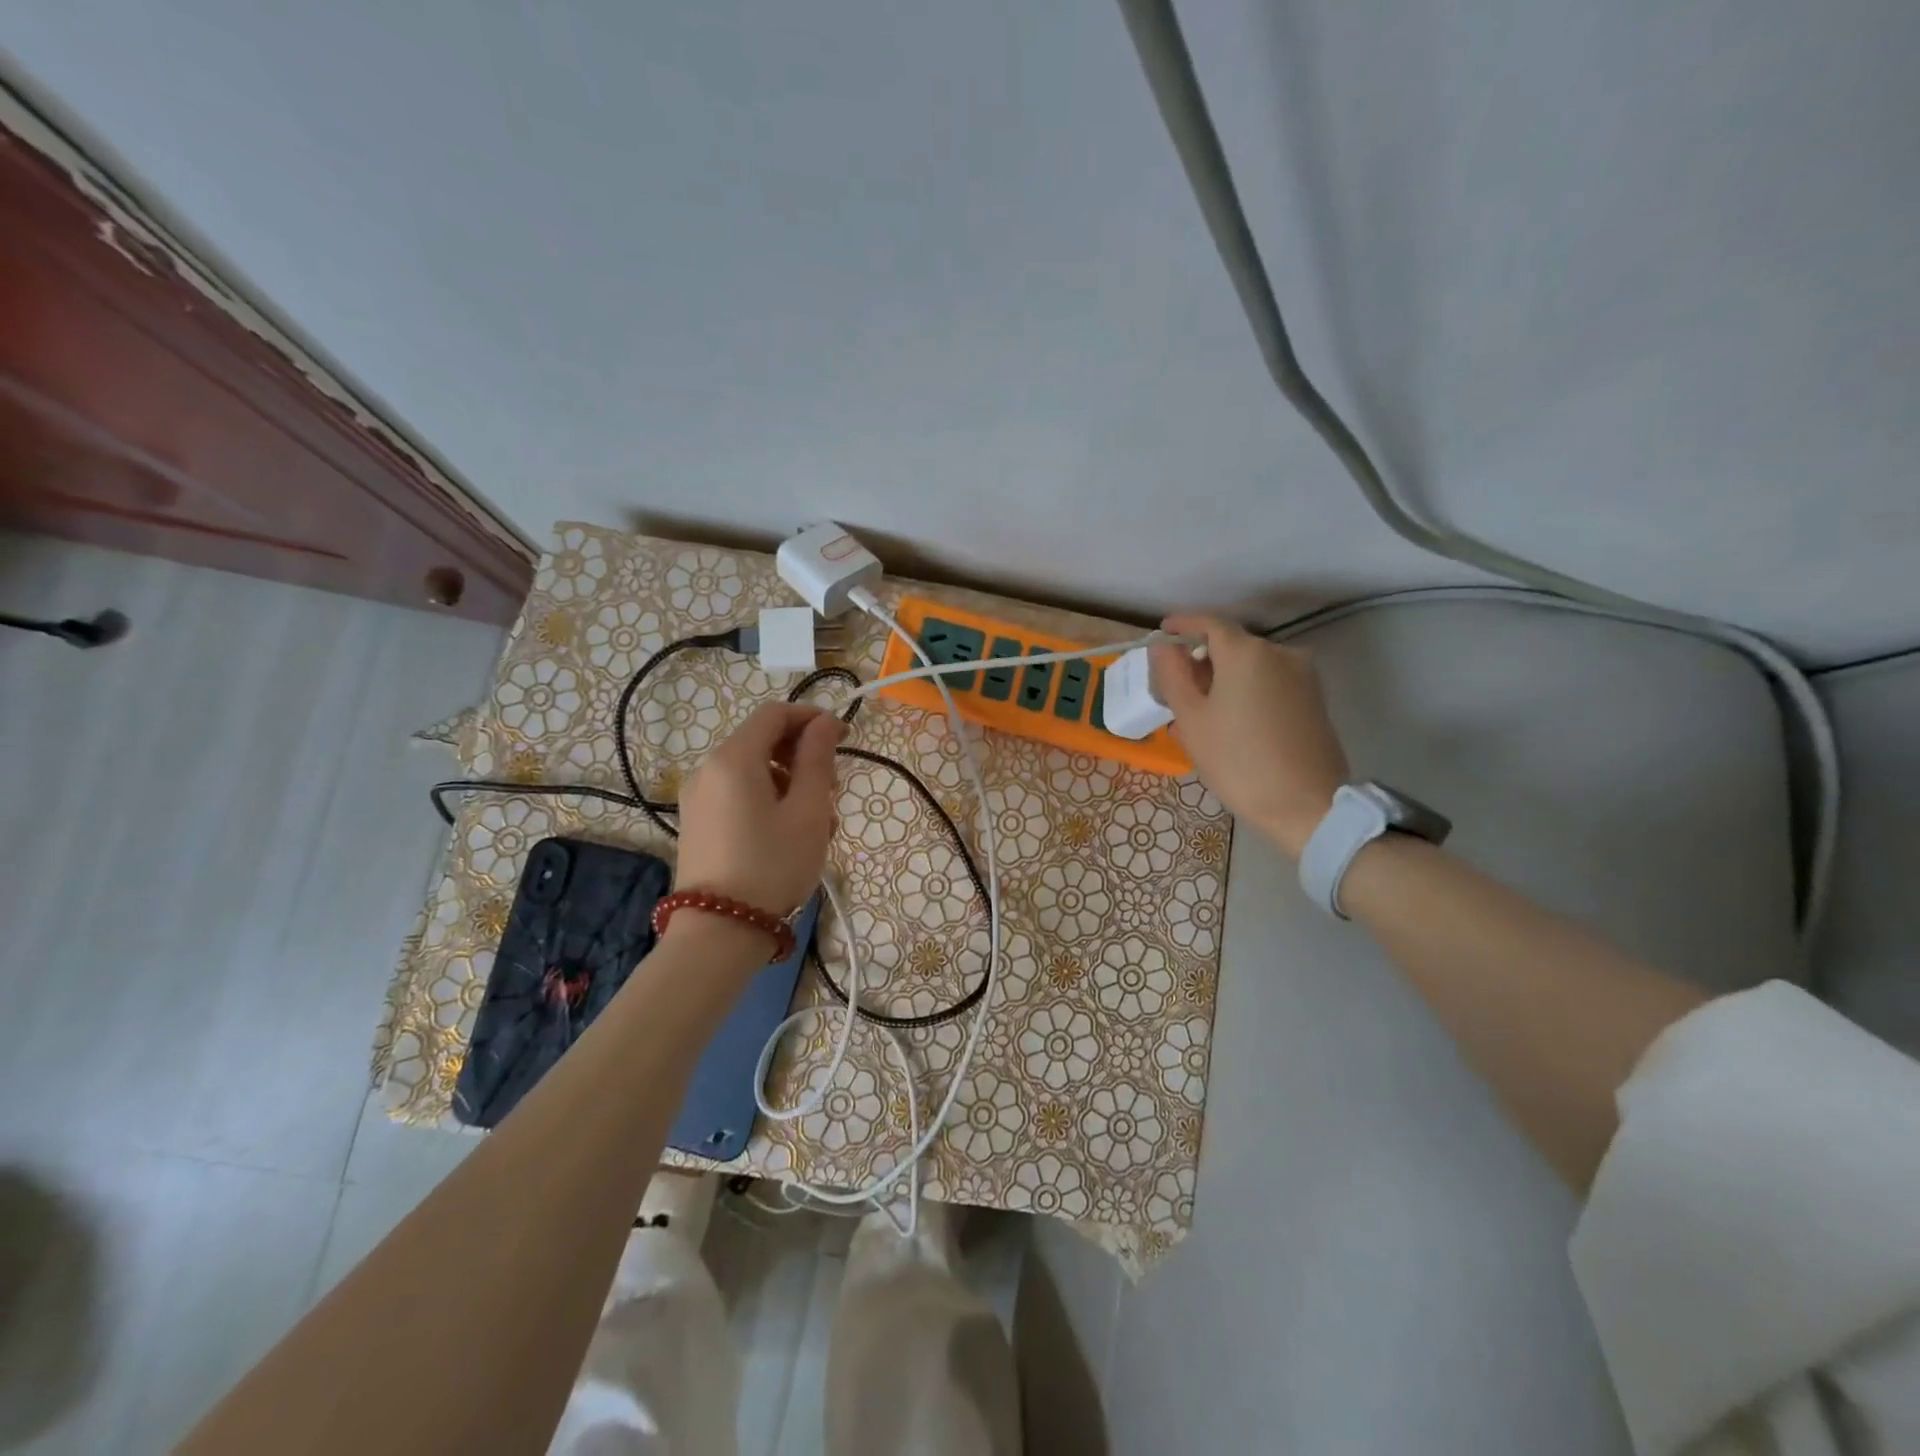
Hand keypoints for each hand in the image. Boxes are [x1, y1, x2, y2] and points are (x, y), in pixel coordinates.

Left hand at [674, 702, 845, 914]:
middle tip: (832, 792)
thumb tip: (824, 722)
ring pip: (754, 771)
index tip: (844, 739)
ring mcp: (698, 797)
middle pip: (763, 741)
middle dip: (803, 756)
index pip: (775, 714)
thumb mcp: (807, 812)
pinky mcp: (698, 822)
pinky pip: (739, 794)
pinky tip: (790, 835)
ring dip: (790, 782)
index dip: (812, 718)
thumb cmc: (772, 866)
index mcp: (734, 759)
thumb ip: (817, 760)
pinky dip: (768, 799)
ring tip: (818, 824)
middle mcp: (708, 769)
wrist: (719, 932)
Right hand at [1149, 614, 1349, 859]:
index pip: (1208, 623)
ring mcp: (1302, 676)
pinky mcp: (1313, 700)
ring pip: (1251, 667)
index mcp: (1246, 652)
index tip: (1161, 633)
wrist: (1306, 806)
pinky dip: (1245, 690)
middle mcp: (1279, 653)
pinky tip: (1230, 721)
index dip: (1182, 625)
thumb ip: (1173, 676)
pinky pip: (1270, 683)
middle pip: (1231, 645)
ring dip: (1223, 678)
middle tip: (1174, 686)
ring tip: (1200, 711)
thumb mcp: (1191, 720)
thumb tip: (1164, 649)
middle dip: (1201, 659)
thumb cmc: (1238, 761)